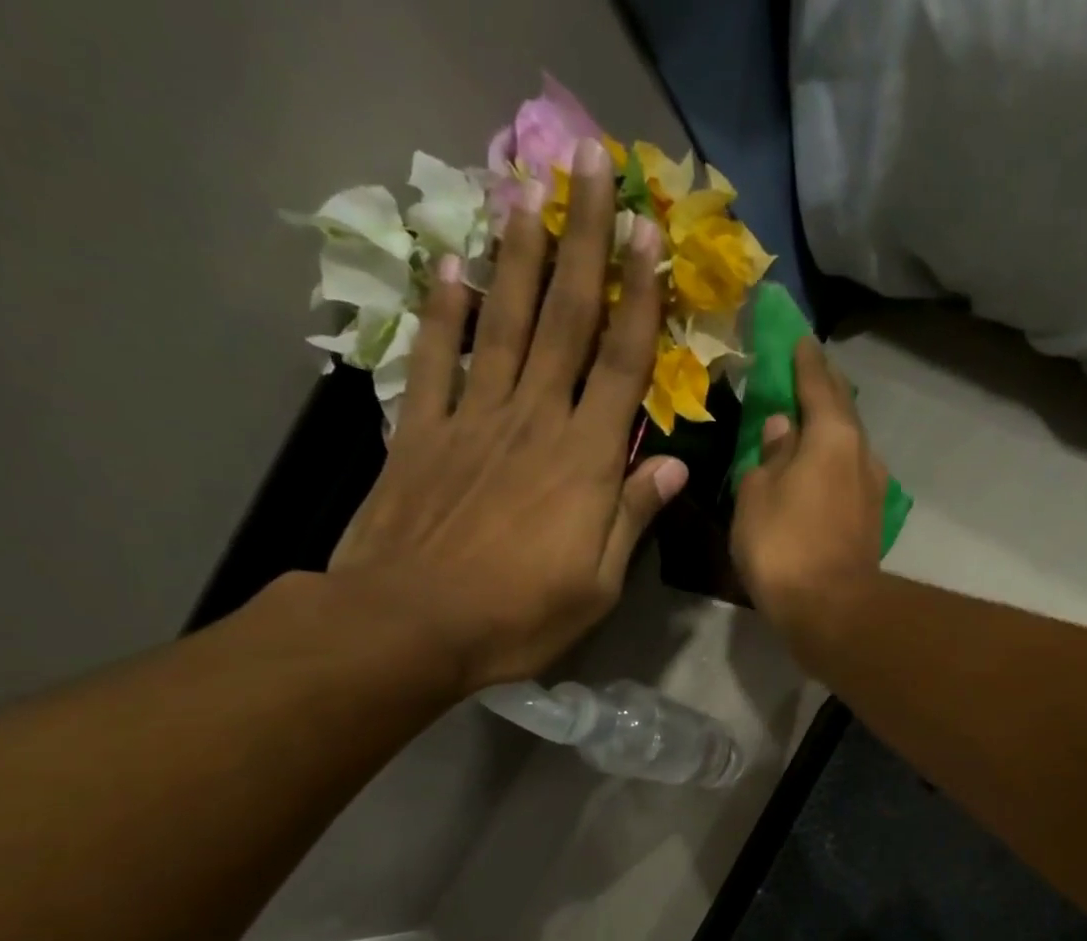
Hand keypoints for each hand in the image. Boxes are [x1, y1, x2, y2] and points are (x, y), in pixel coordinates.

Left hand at [328, 137, 688, 692]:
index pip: (621, 365)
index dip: (639, 298)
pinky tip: (454, 269)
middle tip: (592, 169)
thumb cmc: (520, 615)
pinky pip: (436, 360)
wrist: (411, 625)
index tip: (650, 235)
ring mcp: (473, 420)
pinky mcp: (421, 432)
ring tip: (529, 193)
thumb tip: (675, 465)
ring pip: (503, 323)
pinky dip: (445, 314)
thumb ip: (632, 516)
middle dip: (583, 243)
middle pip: (564, 320)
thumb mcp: (598, 584)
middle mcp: (533, 421)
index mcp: (585, 462)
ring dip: (519, 256)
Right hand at [731, 337, 887, 635]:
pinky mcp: (870, 521)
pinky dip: (833, 464)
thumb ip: (768, 455)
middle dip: (822, 390)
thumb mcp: (757, 494)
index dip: (804, 360)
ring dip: (829, 431)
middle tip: (804, 374)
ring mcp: (872, 490)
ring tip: (807, 425)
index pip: (817, 383)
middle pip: (842, 411)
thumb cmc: (785, 546)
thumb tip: (781, 428)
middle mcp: (861, 454)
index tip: (798, 338)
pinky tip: (819, 470)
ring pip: (848, 446)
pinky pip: (848, 477)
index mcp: (832, 435)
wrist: (831, 611)